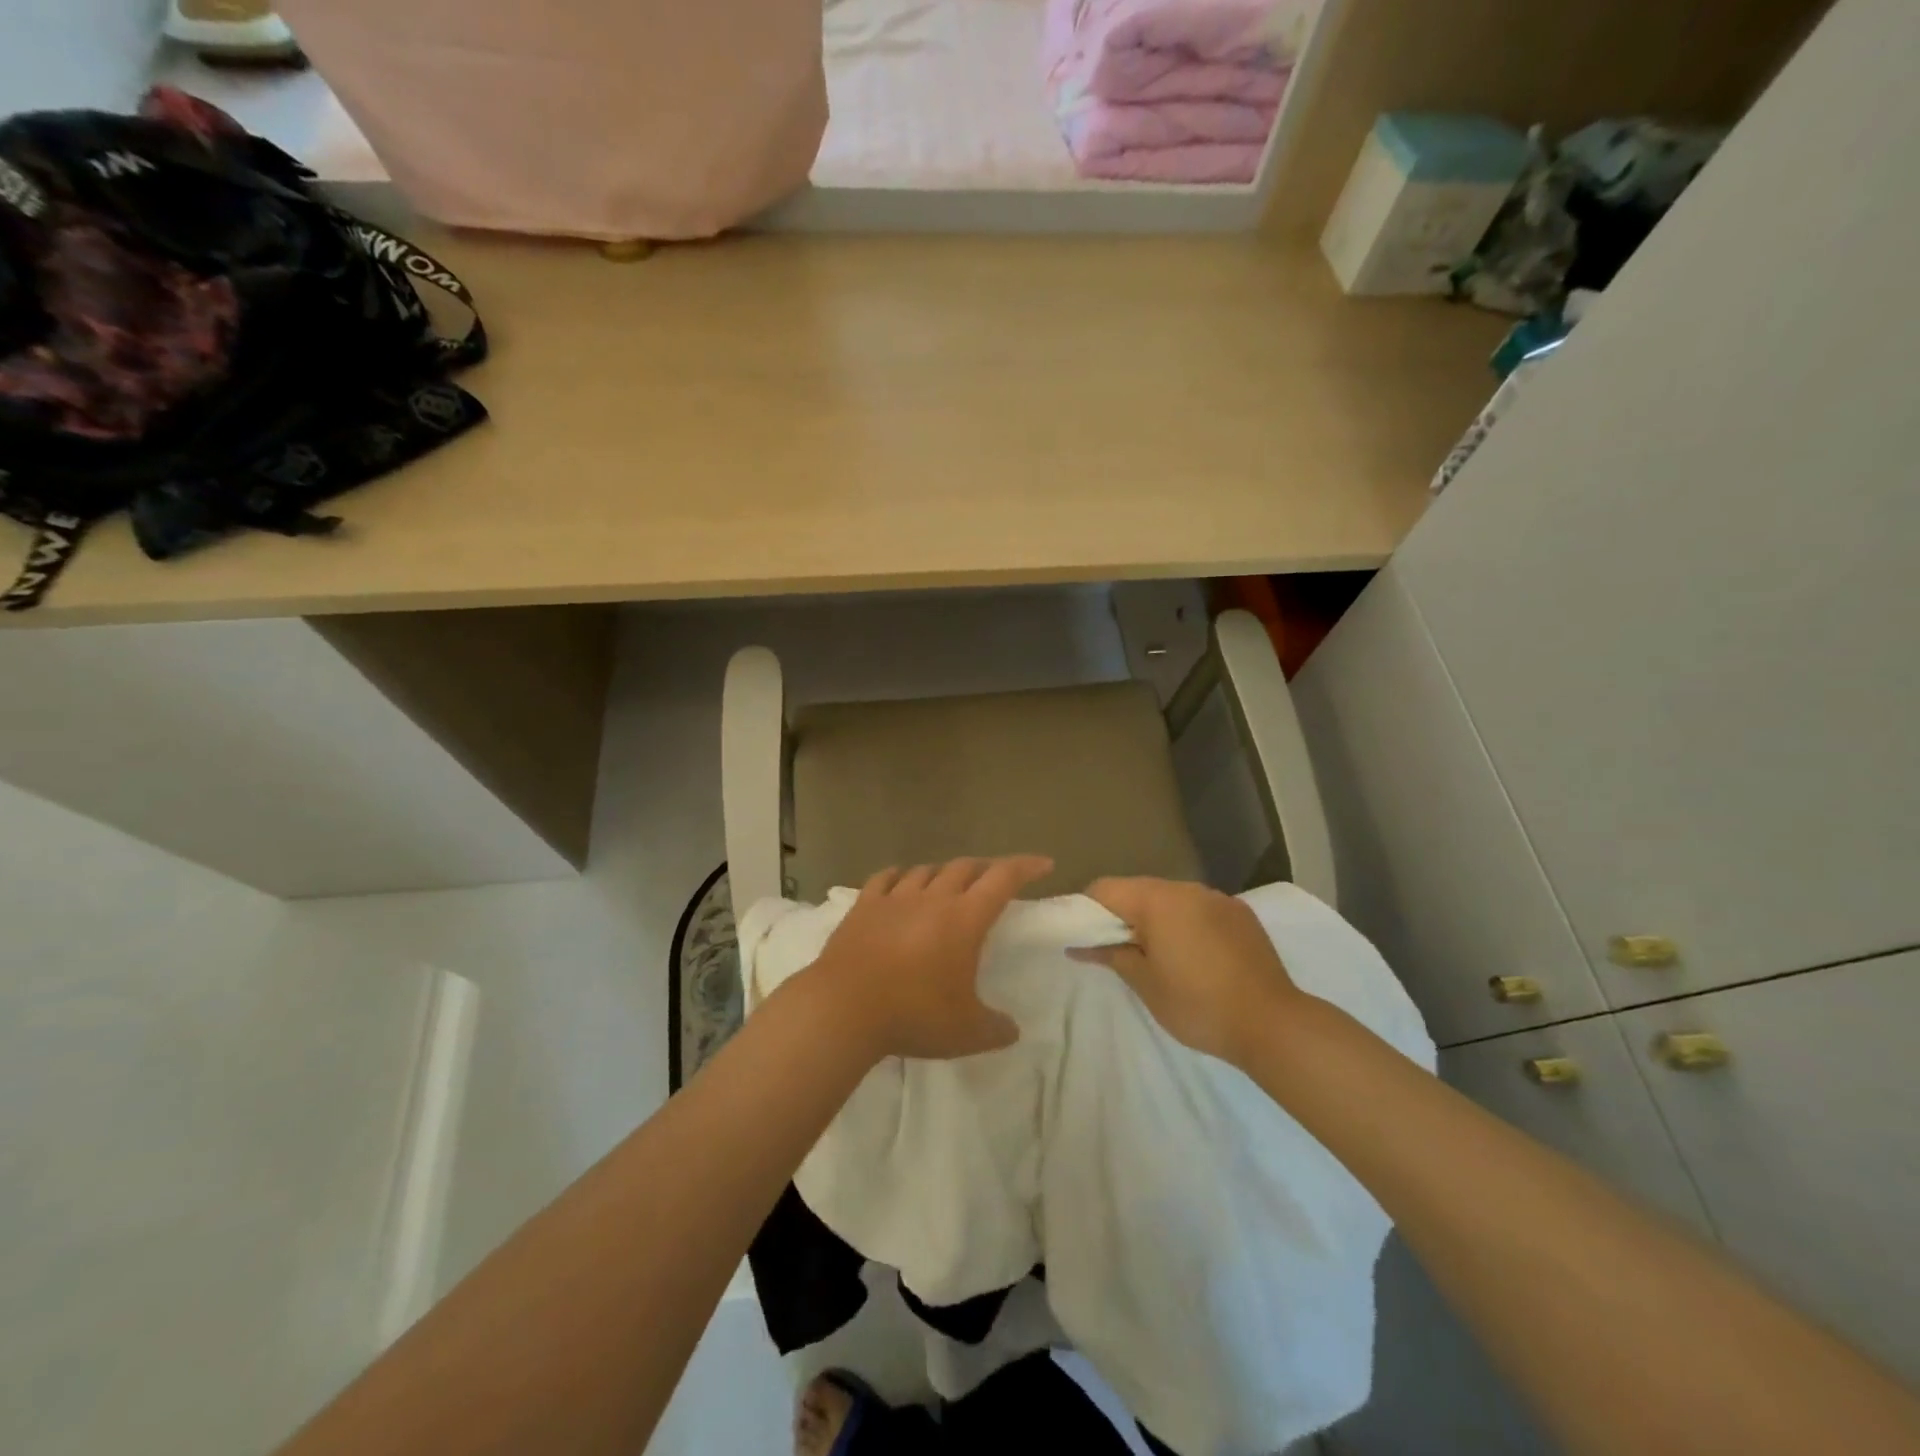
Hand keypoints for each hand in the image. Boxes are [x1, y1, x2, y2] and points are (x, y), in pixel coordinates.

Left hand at [811, 856, 1052, 1061]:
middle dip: (987, 868)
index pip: (1003, 878)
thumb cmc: (914, 1015)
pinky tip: (901, 881)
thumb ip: (996, 1029)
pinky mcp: (864, 906)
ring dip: (945, 873)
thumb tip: (1013, 1030)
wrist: (843, 1009)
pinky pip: (886, 878)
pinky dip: (901, 876)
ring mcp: (895, 898)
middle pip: (966, 867)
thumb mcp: (967, 1033)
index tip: (1044, 863)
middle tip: (997, 879)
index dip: (1026, 866)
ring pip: (927, 870)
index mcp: (965, 918)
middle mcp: (933, 898)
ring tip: (950, 884)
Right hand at [1075, 877, 1301, 1065]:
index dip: (1088, 910)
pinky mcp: (1241, 914)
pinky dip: (1187, 924)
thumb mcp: (1145, 984)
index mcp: (1157, 900)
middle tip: (1122, 953)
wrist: (1272, 1023)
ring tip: (1161, 958)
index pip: (1106, 888)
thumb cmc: (1198, 1005)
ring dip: (1157, 919)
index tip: (1087, 938)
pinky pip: (1200, 909)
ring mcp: (1218, 898)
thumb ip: (1111, 955)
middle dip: (1124, 915)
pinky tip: (1197, 957)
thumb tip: (1078, 946)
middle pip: (1139, 890)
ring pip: (1171, 899)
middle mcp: (1187, 889)